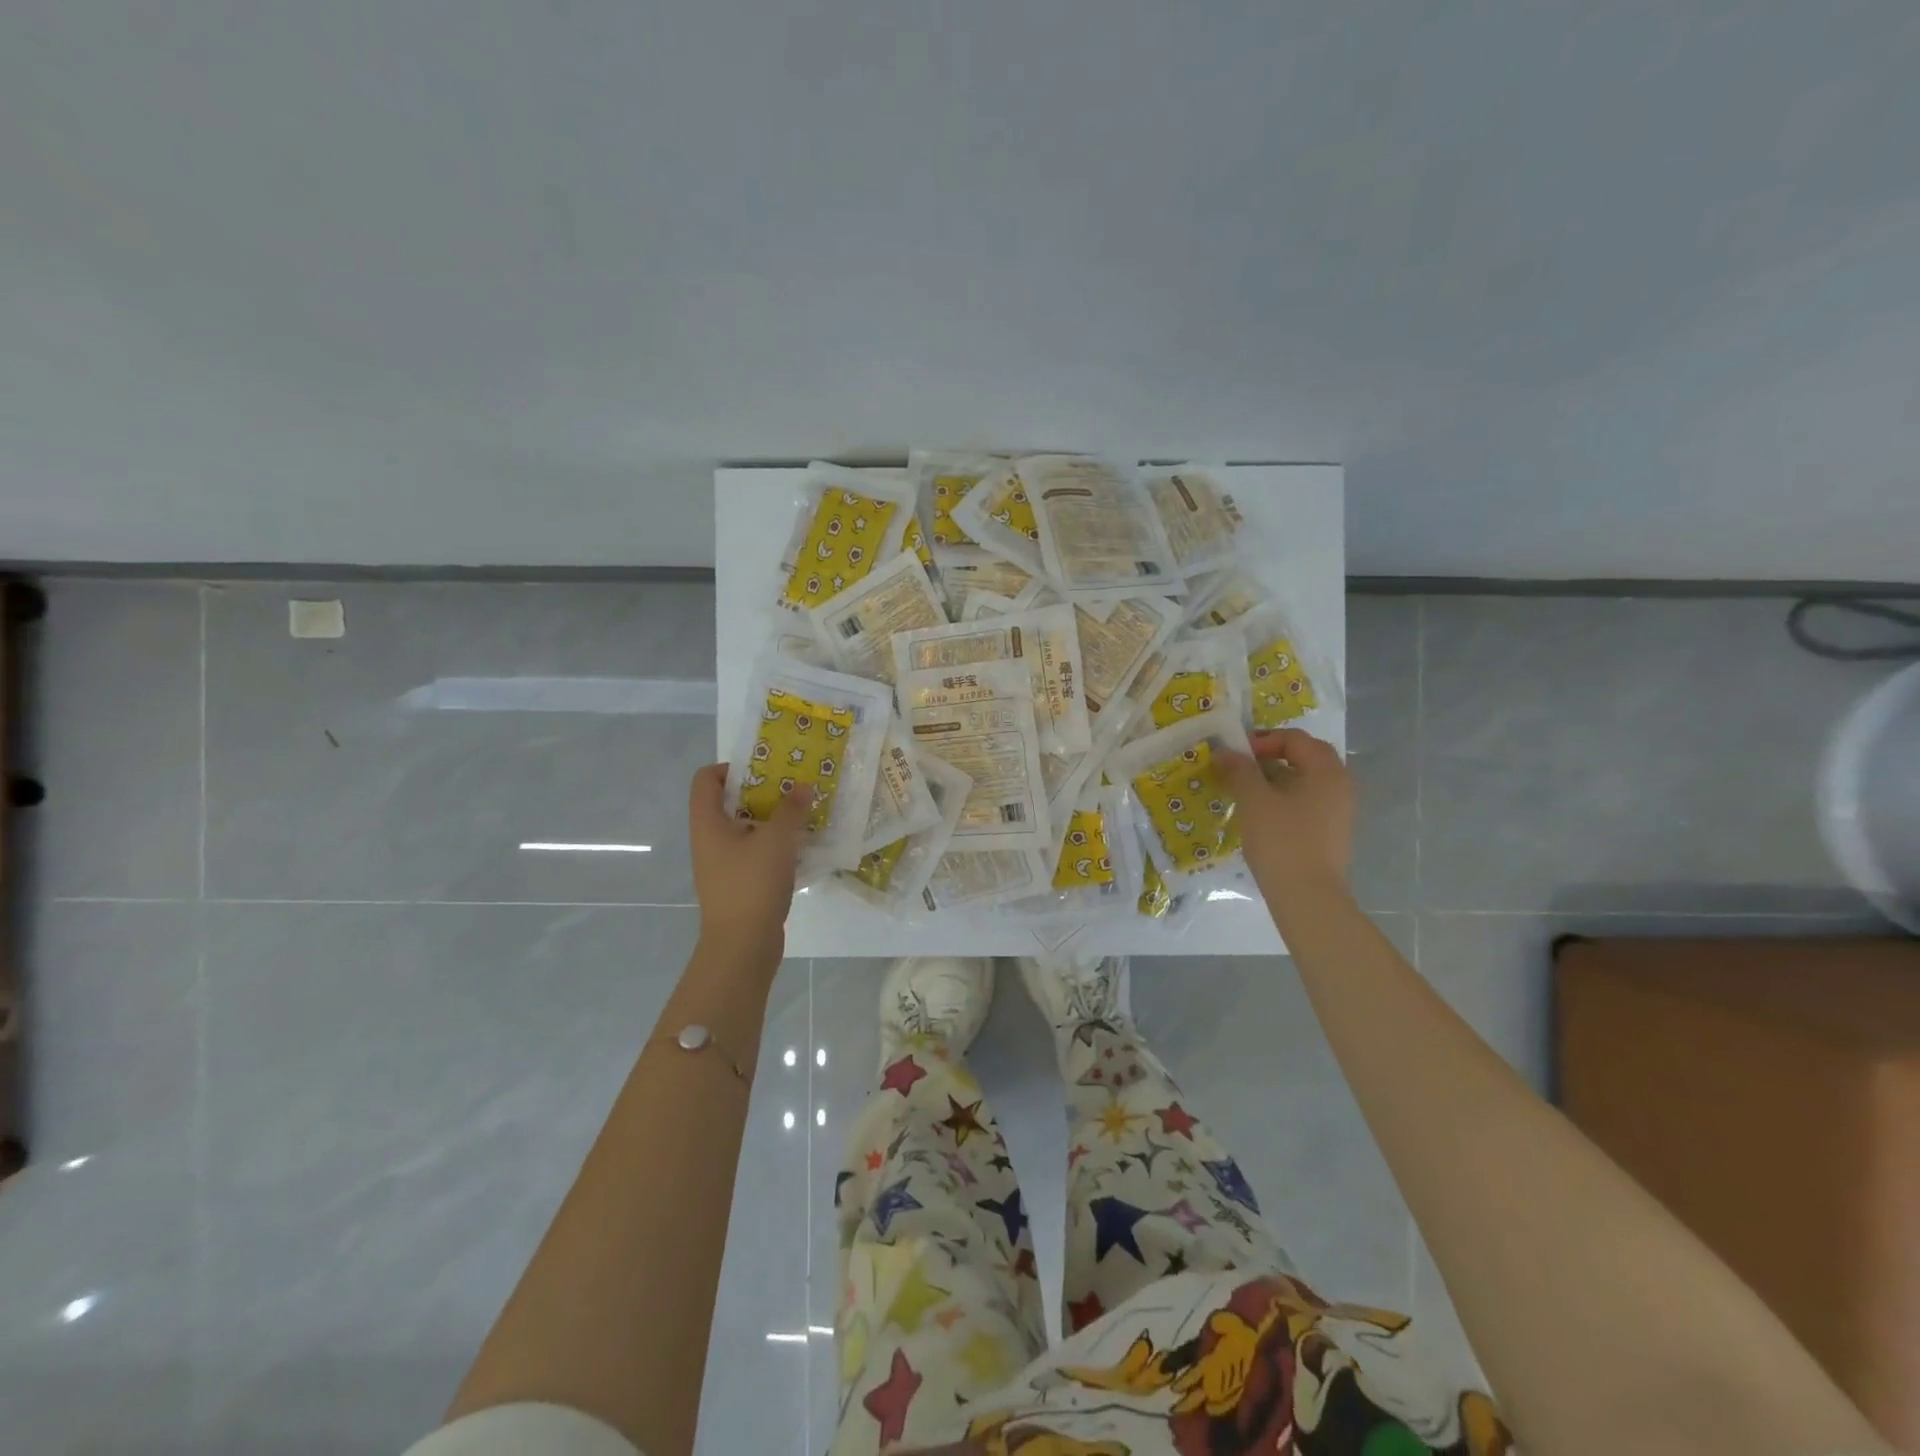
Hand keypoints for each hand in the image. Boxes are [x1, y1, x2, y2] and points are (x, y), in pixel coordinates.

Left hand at [687, 763, 810, 964]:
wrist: (742, 946)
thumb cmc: (752, 884)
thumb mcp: (777, 840)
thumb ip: (791, 809)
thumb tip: (803, 787)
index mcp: (707, 823)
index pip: (706, 779)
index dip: (731, 768)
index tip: (765, 770)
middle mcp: (709, 840)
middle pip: (729, 802)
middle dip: (762, 792)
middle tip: (793, 787)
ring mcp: (722, 864)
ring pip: (746, 829)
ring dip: (772, 819)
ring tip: (803, 814)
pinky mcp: (738, 884)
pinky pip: (755, 853)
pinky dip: (775, 845)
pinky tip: (801, 847)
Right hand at [1215, 728, 1353, 895]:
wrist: (1308, 896)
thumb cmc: (1282, 841)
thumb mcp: (1254, 800)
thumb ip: (1239, 770)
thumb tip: (1226, 752)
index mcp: (1326, 770)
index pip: (1295, 739)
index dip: (1262, 740)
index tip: (1235, 755)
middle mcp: (1340, 785)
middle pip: (1305, 757)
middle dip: (1271, 757)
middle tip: (1241, 767)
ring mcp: (1339, 811)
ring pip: (1305, 781)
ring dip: (1275, 778)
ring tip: (1245, 791)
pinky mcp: (1331, 832)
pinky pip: (1307, 802)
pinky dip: (1284, 799)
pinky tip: (1261, 815)